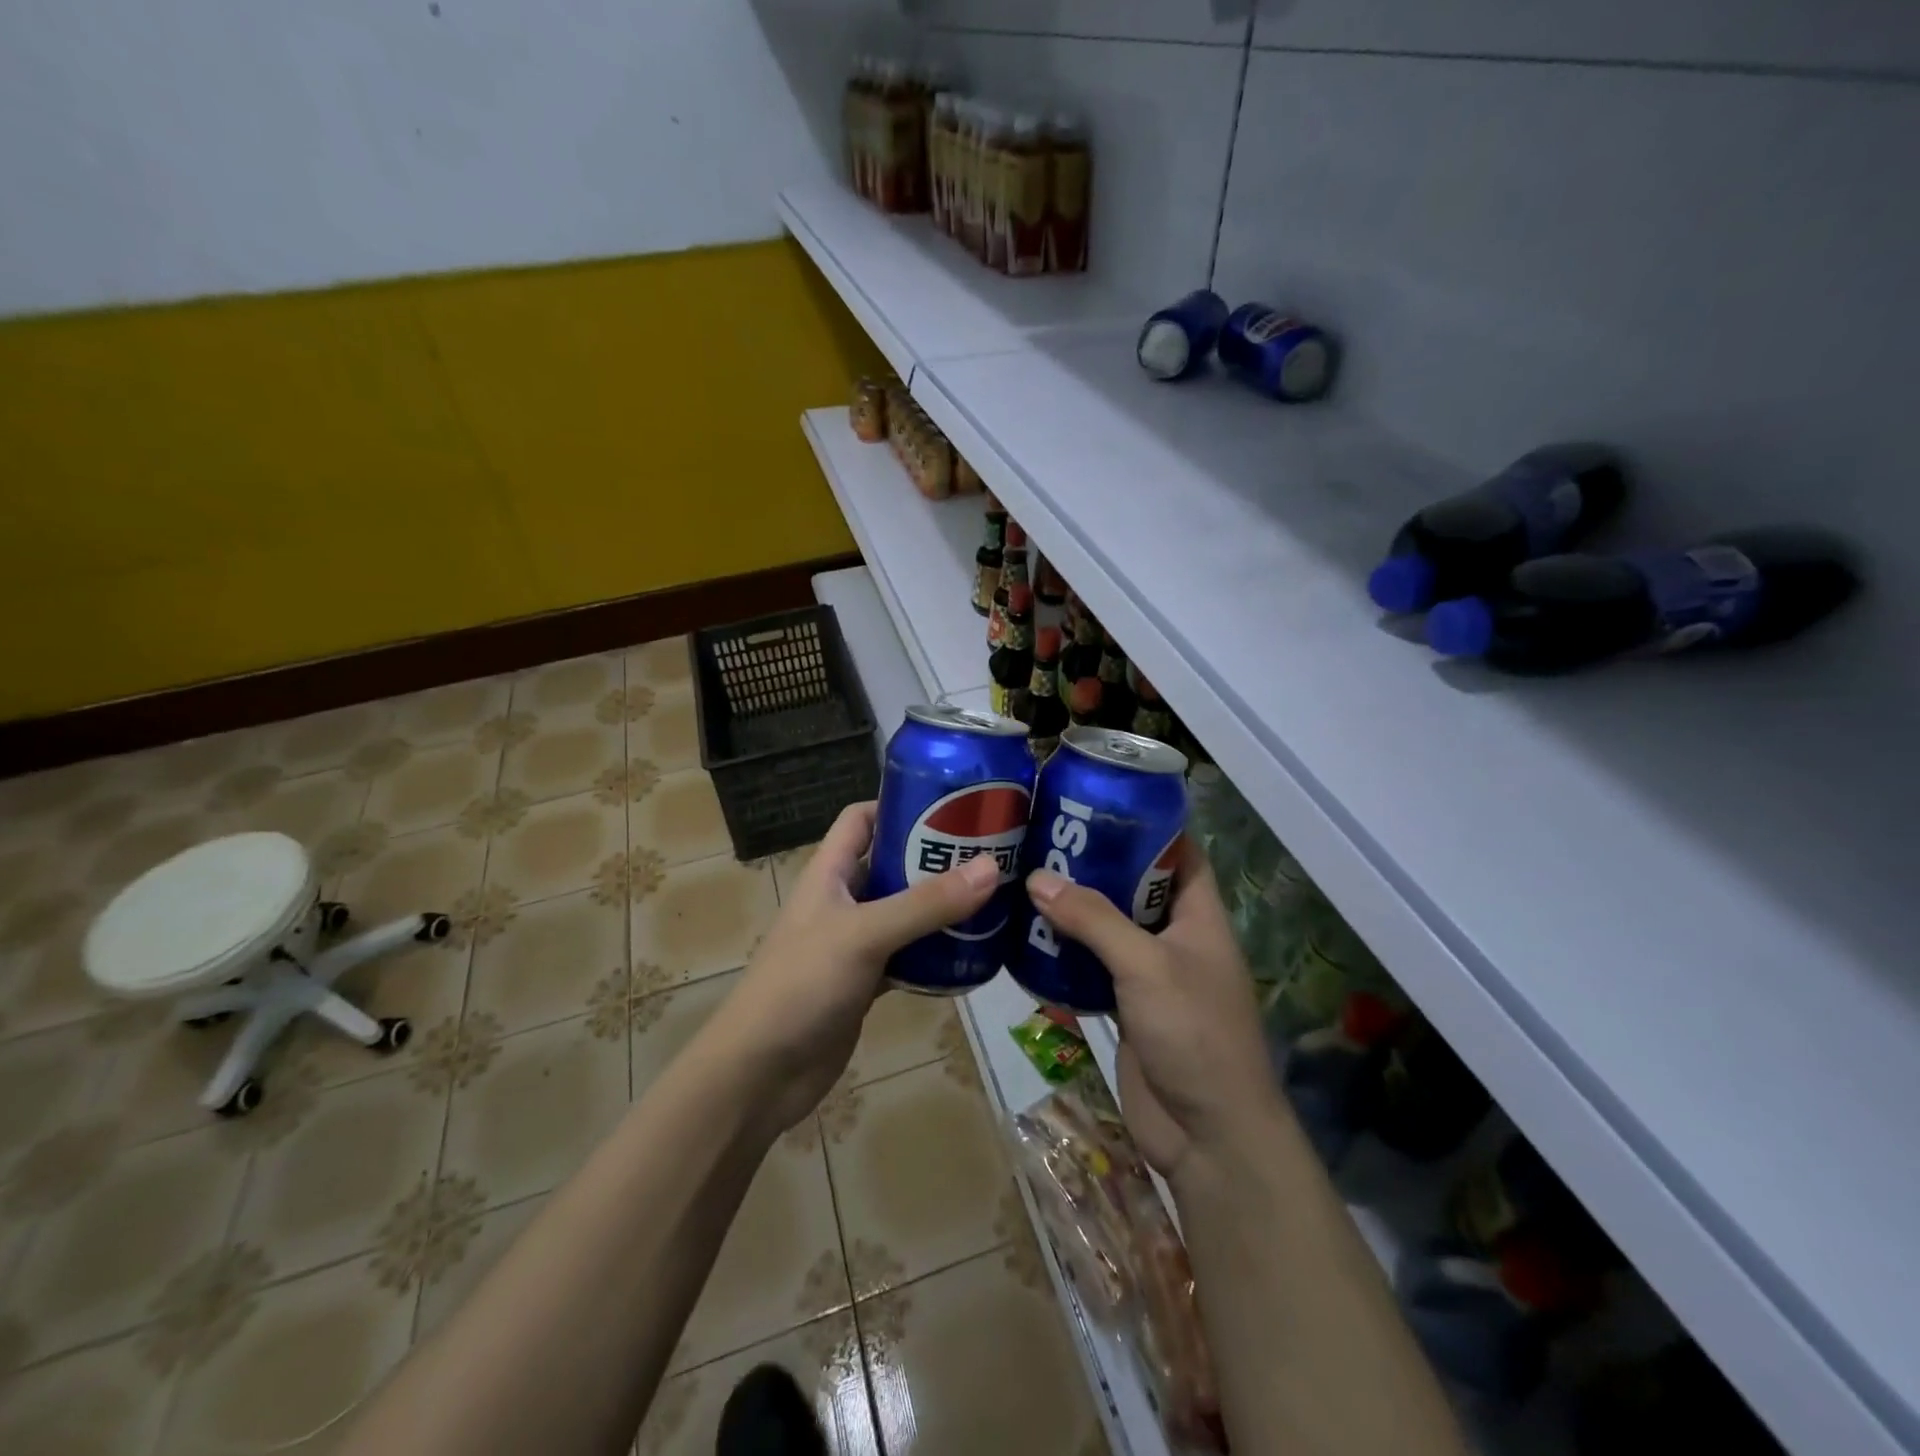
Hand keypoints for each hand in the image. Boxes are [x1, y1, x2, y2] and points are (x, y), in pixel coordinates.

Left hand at [713, 801, 1000, 1134]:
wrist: (760, 1074)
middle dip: (936, 858)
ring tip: (995, 899)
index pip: (861, 819)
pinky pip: (908, 957)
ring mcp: (854, 944)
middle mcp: (842, 901)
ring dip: (942, 908)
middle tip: (992, 854)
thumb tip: (992, 866)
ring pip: (905, 913)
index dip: (899, 805)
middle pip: (892, 864)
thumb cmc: (802, 985)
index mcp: (829, 873)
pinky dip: (935, 954)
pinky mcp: (866, 982)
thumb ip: (926, 904)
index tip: (952, 805)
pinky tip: (973, 954)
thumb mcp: (865, 934)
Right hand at [1026, 838, 1282, 1183]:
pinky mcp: (1126, 1005)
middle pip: (1136, 886)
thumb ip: (1093, 920)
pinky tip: (1028, 933)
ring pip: (1110, 926)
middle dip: (1095, 862)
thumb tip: (1037, 877)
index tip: (1098, 800)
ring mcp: (1151, 973)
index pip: (1179, 852)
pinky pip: (1094, 965)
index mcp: (1199, 915)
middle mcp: (1176, 937)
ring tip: (1027, 874)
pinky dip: (1066, 950)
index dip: (1146, 823)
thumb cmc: (1194, 1034)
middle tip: (1045, 834)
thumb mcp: (1145, 966)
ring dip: (1075, 907)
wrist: (1208, 1135)